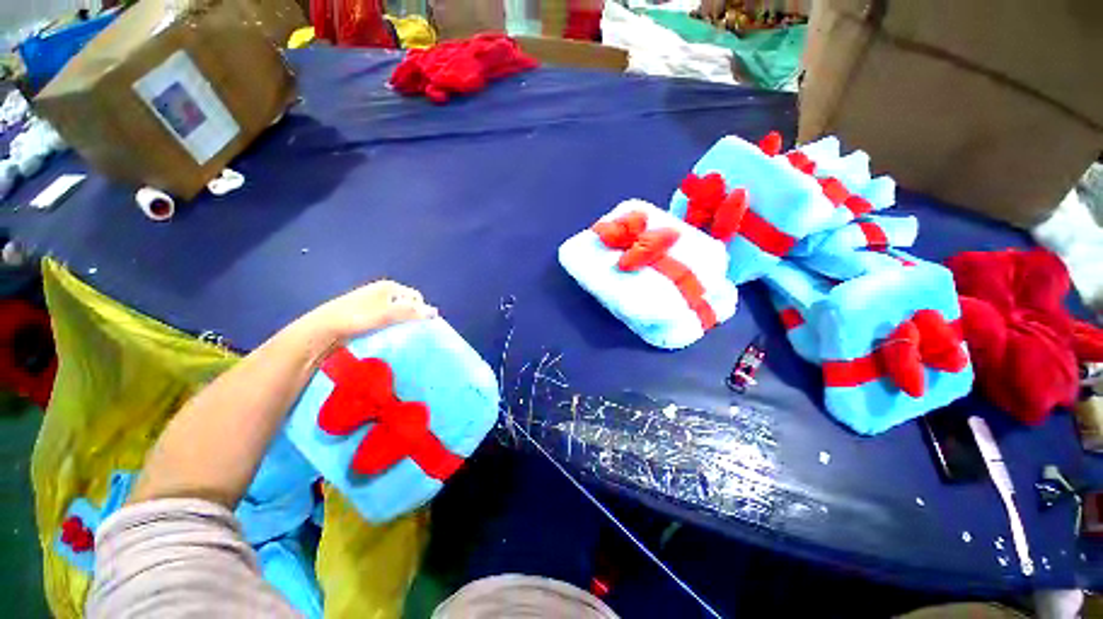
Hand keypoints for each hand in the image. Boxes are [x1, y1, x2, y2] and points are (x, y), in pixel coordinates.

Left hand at [300, 281, 437, 342]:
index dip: (420, 311)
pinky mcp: (366, 315)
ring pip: (397, 314)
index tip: (417, 327)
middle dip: (411, 318)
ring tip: (398, 337)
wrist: (321, 331)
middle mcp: (383, 292)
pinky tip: (386, 337)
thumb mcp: (385, 315)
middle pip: (407, 305)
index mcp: (389, 287)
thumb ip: (410, 312)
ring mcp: (374, 303)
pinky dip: (390, 328)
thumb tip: (435, 312)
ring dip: (400, 325)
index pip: (417, 298)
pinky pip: (387, 320)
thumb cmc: (355, 319)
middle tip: (408, 333)